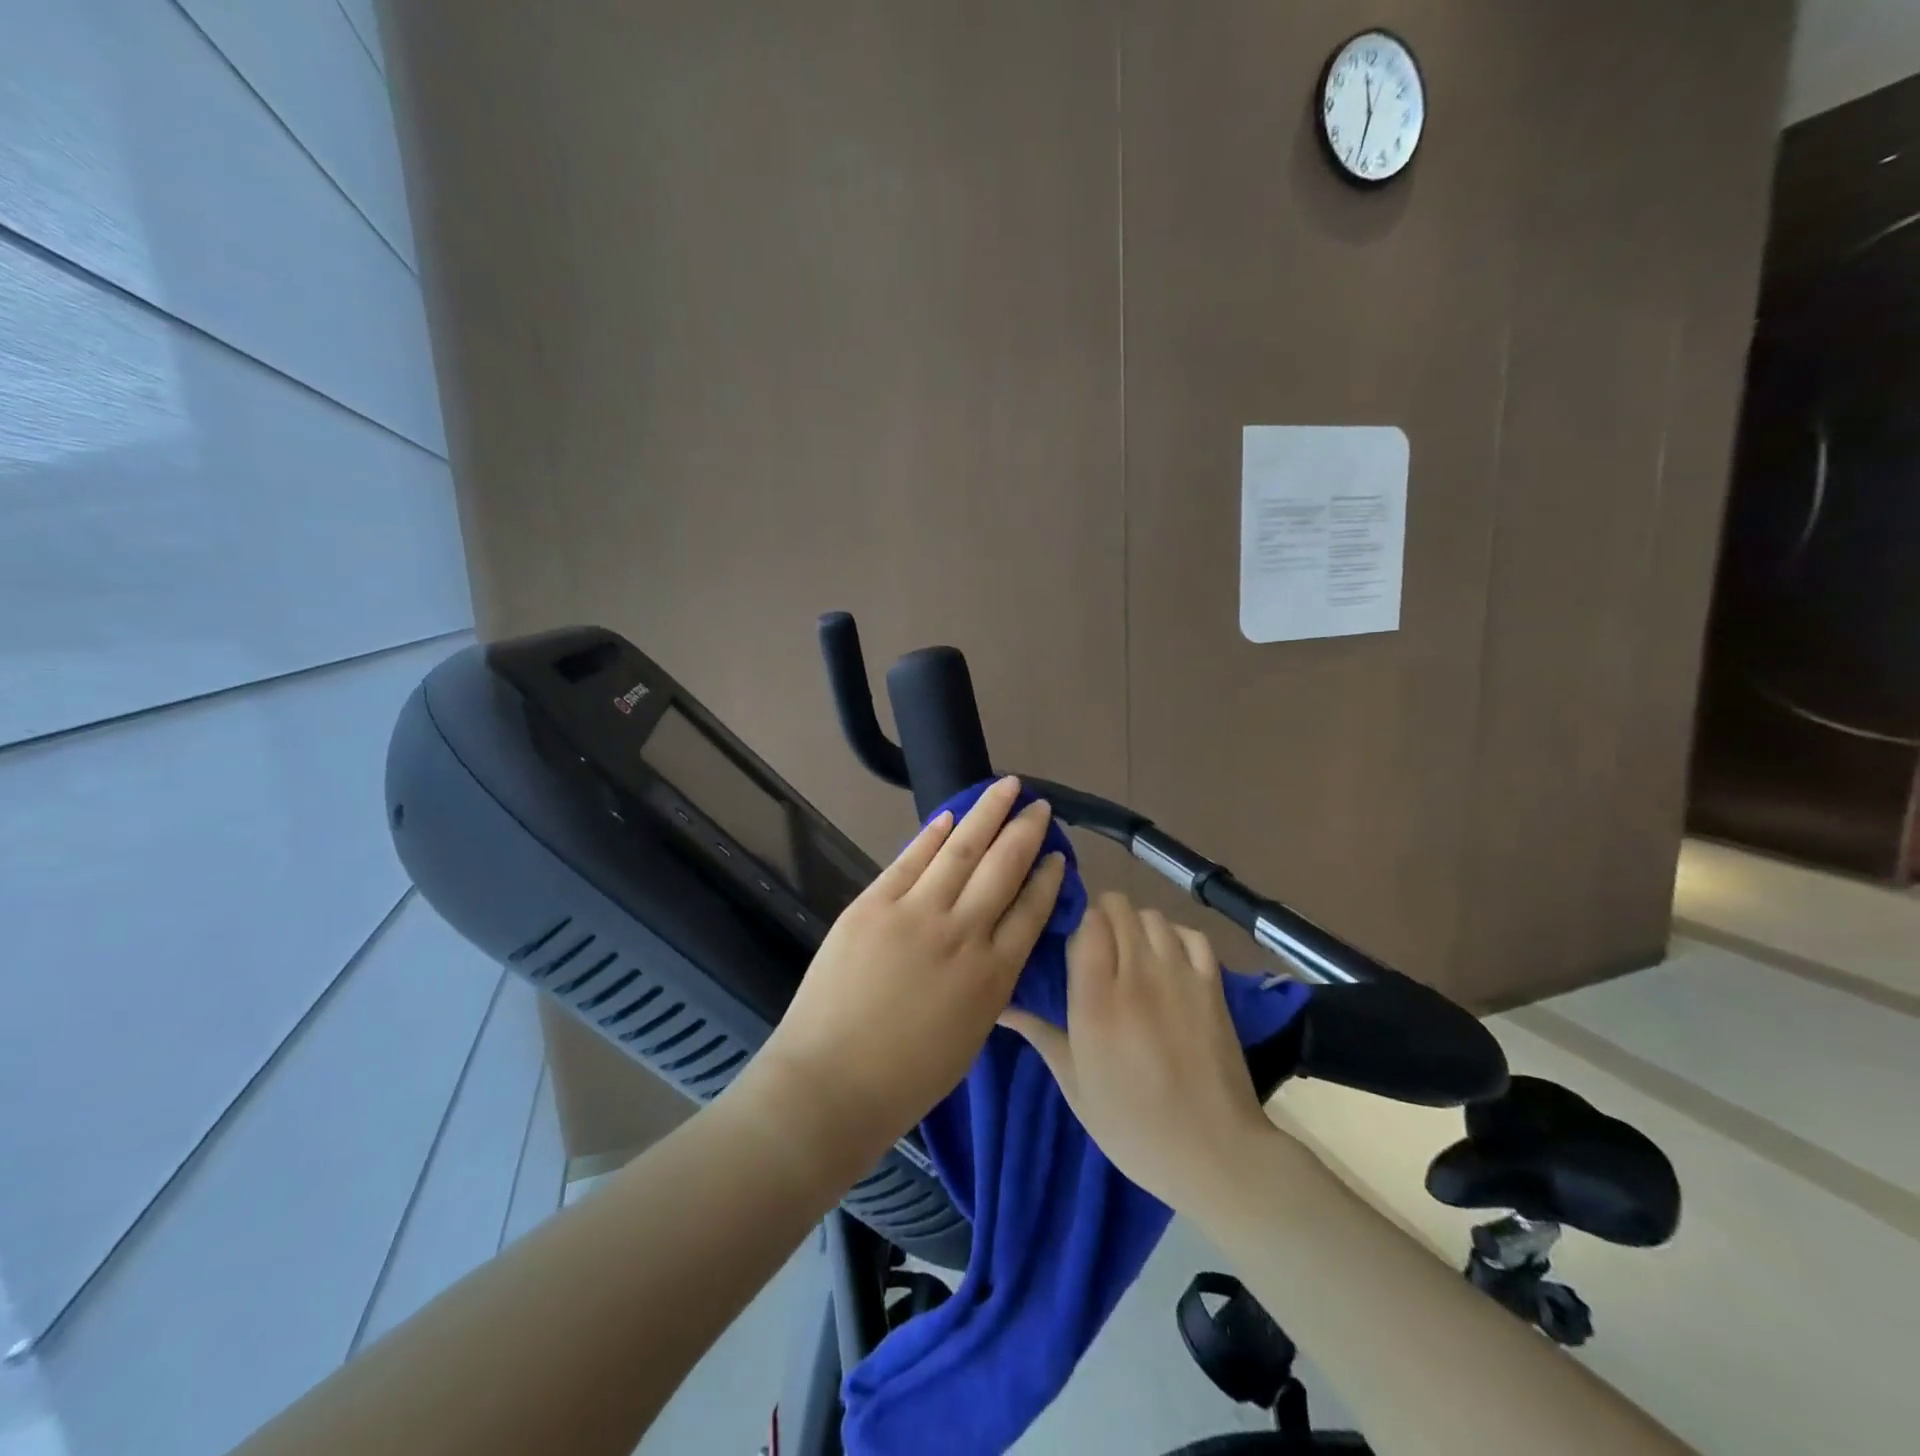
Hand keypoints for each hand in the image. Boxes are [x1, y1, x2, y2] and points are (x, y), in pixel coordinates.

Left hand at [737, 776, 1065, 1181]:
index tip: (1059, 854)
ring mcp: (916, 913)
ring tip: (1006, 788)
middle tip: (1041, 806)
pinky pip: (911, 859)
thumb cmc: (904, 1079)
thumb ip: (987, 984)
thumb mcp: (969, 1035)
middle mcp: (963, 934)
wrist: (830, 1084)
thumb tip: (992, 943)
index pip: (1031, 912)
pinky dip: (932, 834)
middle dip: (1026, 832)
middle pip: (1004, 868)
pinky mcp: (873, 904)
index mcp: (992, 976)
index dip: (1048, 879)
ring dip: (987, 814)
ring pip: (962, 850)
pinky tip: (950, 814)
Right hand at [999, 892, 1281, 1211]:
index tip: (1072, 946)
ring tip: (1132, 954)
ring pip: (1152, 916)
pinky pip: (1191, 934)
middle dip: (1103, 918)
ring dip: (1137, 925)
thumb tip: (1000, 1006)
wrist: (1213, 1153)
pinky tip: (1167, 958)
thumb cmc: (1133, 1127)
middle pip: (1118, 909)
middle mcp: (1137, 975)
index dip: (1077, 925)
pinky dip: (1176, 935)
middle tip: (1099, 949)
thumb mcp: (1075, 1086)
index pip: (1086, 924)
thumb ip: (1040, 1034)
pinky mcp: (1213, 985)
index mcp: (1096, 1000)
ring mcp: (1180, 976)